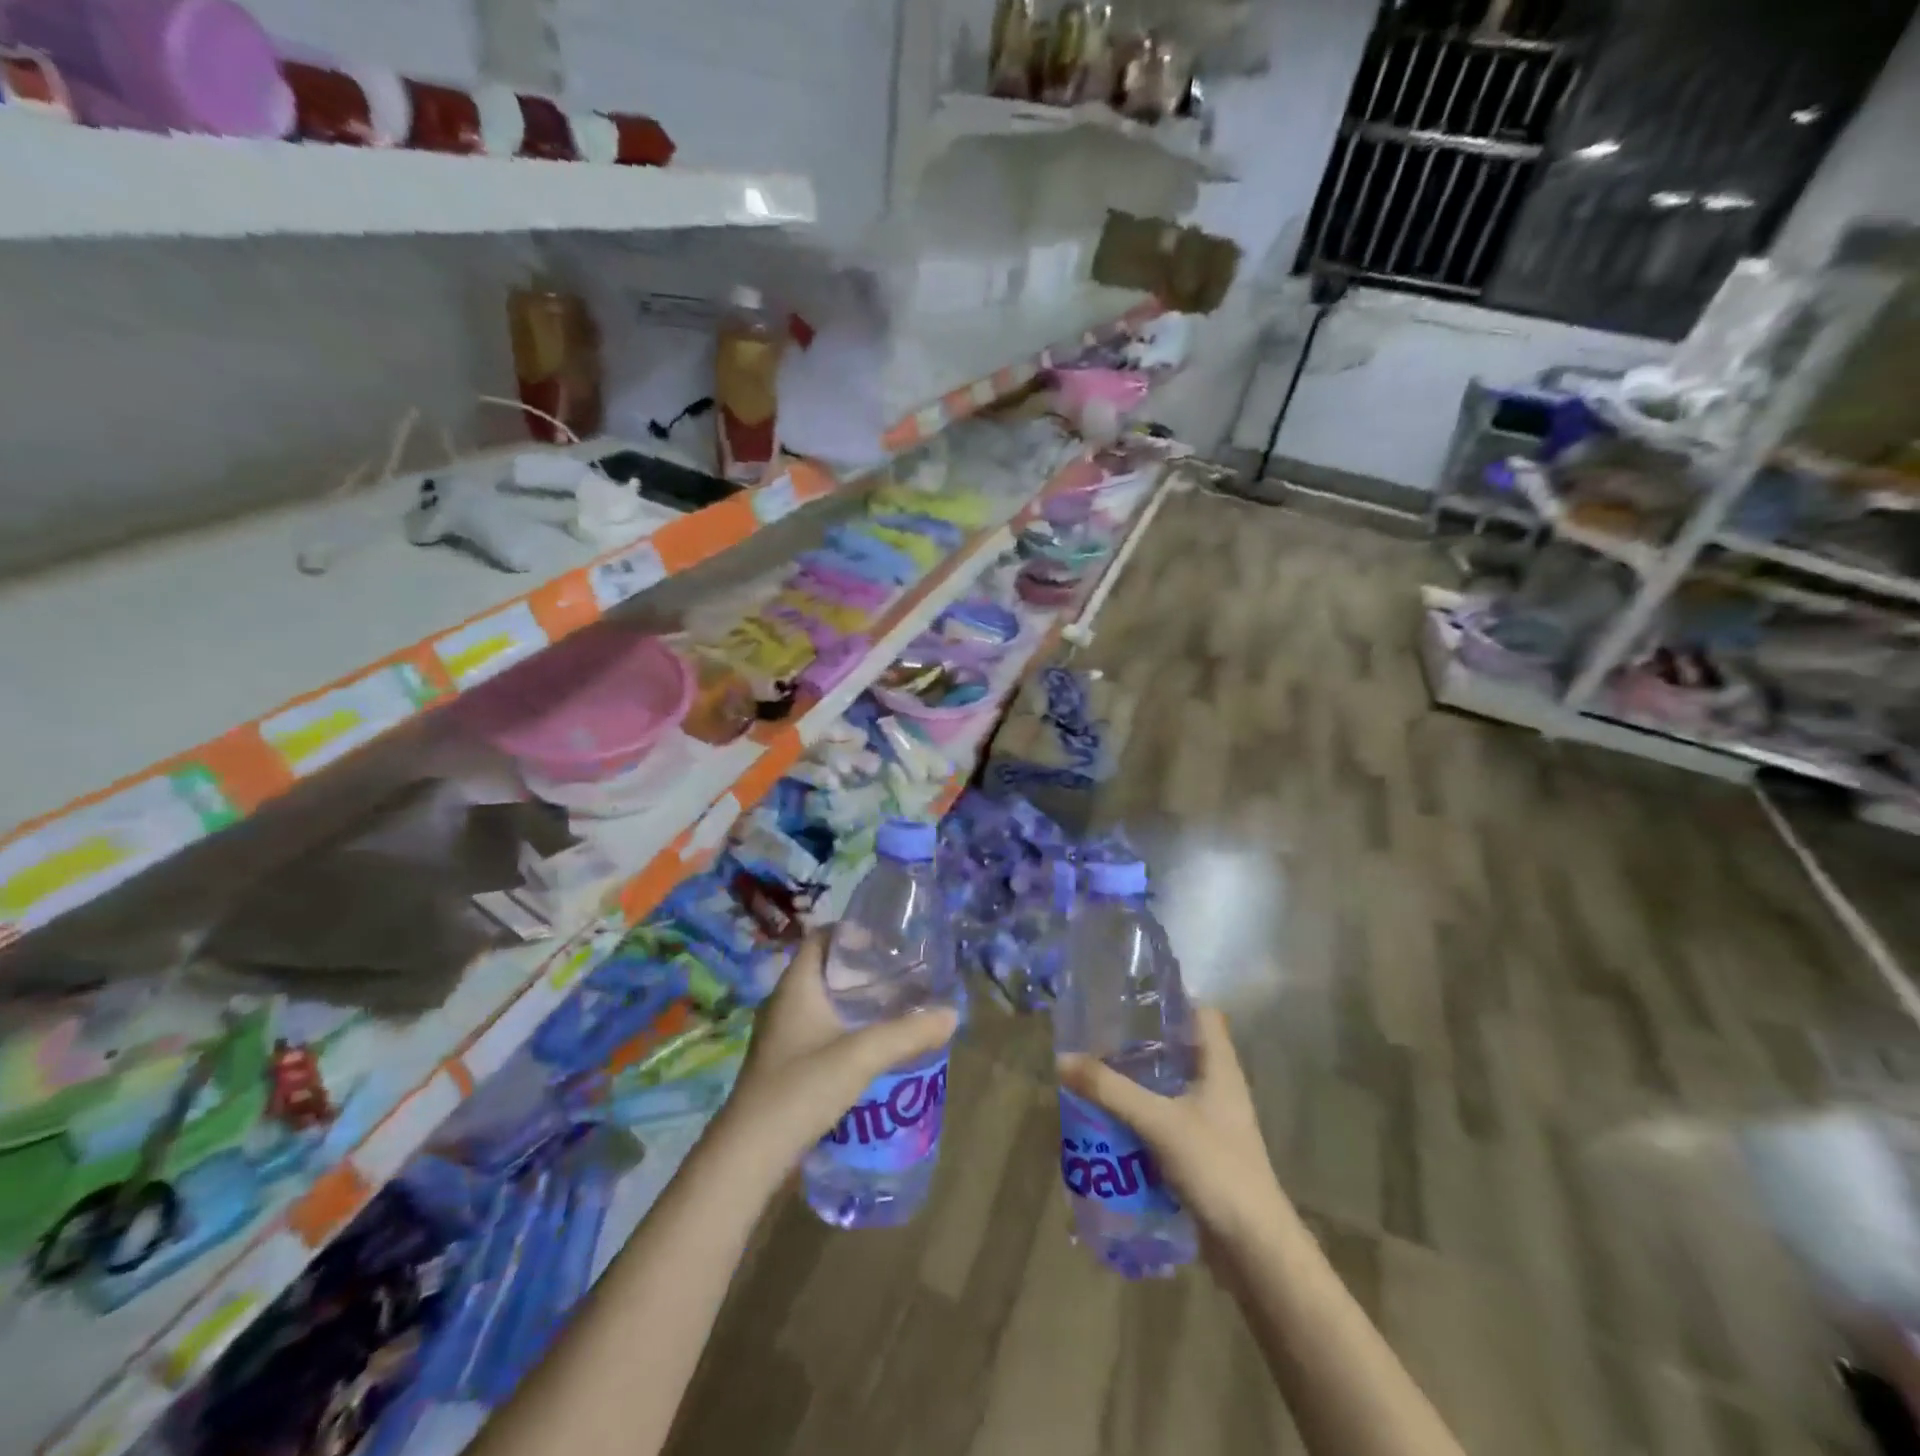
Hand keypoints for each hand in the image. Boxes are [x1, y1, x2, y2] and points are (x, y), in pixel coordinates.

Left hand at [718, 930, 958, 1174]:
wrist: (749, 1156)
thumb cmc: (800, 1088)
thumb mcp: (861, 1056)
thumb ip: (907, 1033)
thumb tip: (951, 1014)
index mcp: (795, 986)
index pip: (820, 938)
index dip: (852, 932)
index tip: (888, 941)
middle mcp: (785, 1004)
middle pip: (827, 970)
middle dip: (864, 970)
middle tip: (903, 974)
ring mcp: (782, 1037)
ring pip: (825, 1004)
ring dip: (857, 1003)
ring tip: (897, 1007)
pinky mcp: (785, 1066)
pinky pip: (821, 1032)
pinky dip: (847, 1030)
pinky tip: (873, 1048)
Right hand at [1057, 1006, 1289, 1250]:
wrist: (1254, 1249)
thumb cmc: (1216, 1168)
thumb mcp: (1158, 1123)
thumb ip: (1111, 1090)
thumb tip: (1062, 1059)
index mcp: (1220, 1069)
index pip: (1203, 1015)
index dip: (1173, 1000)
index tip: (1132, 997)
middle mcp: (1218, 1089)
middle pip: (1180, 1051)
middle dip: (1141, 1045)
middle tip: (1100, 1038)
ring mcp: (1212, 1124)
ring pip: (1170, 1090)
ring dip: (1138, 1086)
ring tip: (1097, 1077)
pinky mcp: (1202, 1154)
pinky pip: (1166, 1124)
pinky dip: (1142, 1120)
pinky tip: (1112, 1124)